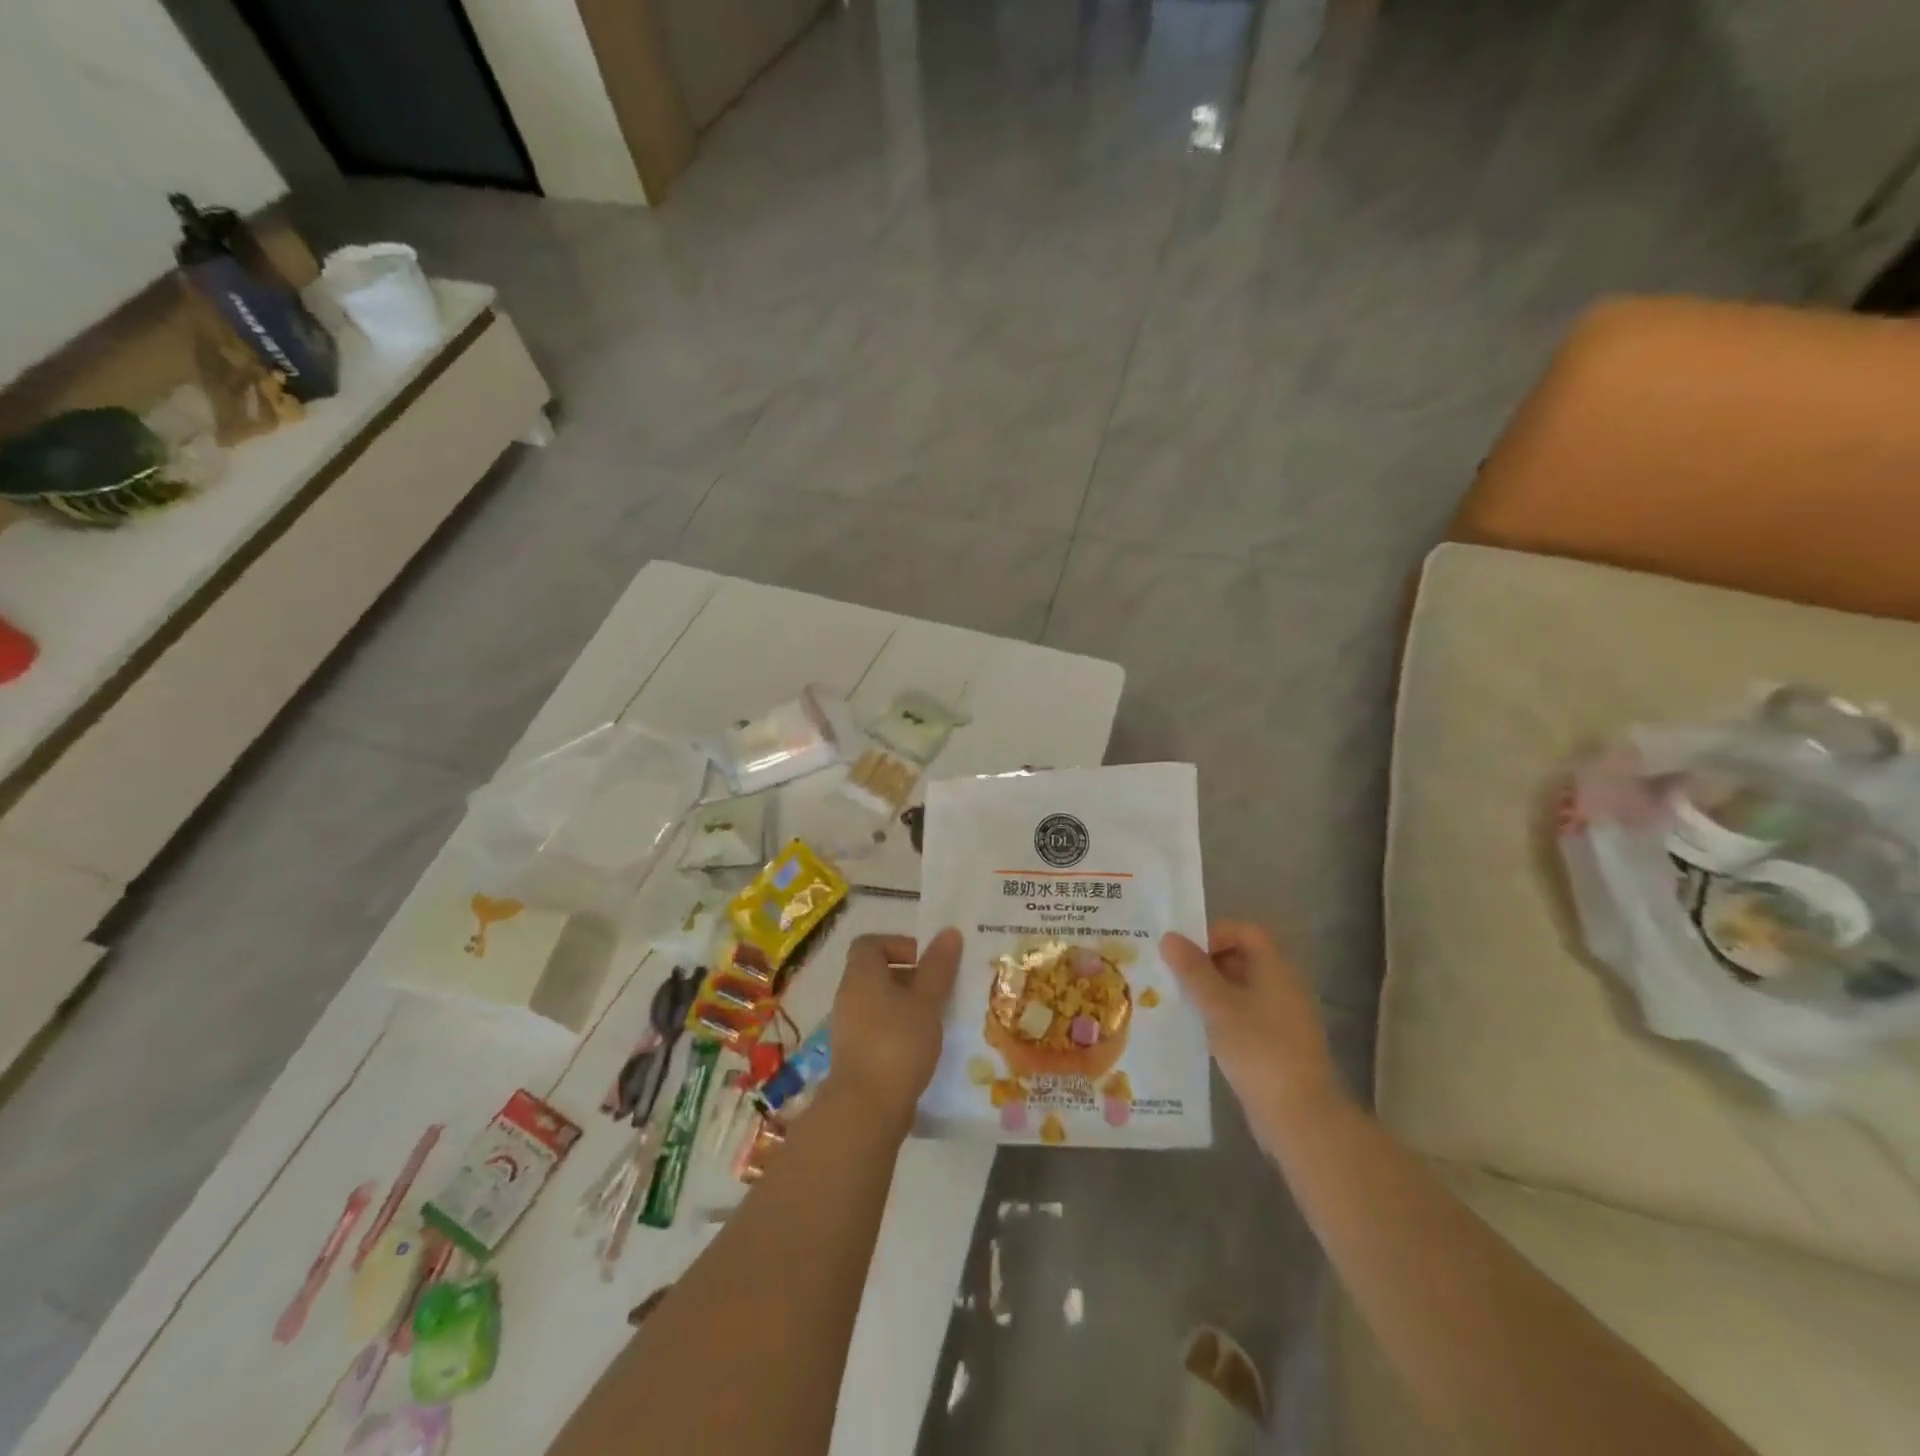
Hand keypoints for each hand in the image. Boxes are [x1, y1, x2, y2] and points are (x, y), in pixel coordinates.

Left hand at [826, 929, 962, 1130]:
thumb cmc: (897, 1042)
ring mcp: (848, 1028)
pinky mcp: (854, 1055)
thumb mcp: (926, 1001)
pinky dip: (898, 1029)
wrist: (866, 1108)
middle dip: (909, 977)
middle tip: (938, 990)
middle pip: (875, 973)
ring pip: (878, 1003)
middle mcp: (848, 996)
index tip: (925, 962)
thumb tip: (949, 932)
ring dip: (906, 1005)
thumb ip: (938, 967)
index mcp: (861, 975)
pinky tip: (922, 1046)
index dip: (898, 945)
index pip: (870, 943)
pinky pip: (877, 1028)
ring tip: (935, 1019)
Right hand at [1161, 922, 1344, 1141]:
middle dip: (1206, 962)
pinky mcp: (1276, 1044)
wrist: (1300, 1116)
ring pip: (1241, 989)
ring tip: (1177, 1000)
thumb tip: (1169, 937)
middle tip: (1171, 974)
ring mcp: (1282, 1017)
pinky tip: (1197, 1030)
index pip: (1245, 931)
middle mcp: (1283, 986)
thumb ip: (1193, 970)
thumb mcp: (1219, 1006)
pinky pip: (1245, 1015)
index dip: (1213, 933)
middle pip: (1242, 957)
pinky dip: (1221, 1015)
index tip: (1183, 951)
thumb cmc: (1259, 1049)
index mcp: (1275, 968)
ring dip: (1211, 991)